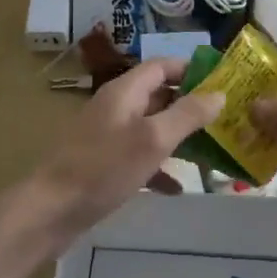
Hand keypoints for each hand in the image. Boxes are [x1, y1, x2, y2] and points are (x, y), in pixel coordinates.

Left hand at [32, 59, 223, 232]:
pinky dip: (160, 168)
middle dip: (191, 107)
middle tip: (226, 120)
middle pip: (160, 97)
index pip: (162, 66)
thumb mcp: (153, 139)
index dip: (192, 70)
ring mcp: (109, 137)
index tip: (223, 83)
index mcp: (125, 92)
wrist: (51, 211)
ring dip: (180, 139)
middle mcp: (117, 108)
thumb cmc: (104, 168)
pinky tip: (177, 188)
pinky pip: (140, 158)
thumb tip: (219, 94)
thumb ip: (187, 115)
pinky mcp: (105, 164)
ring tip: (212, 153)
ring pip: (152, 129)